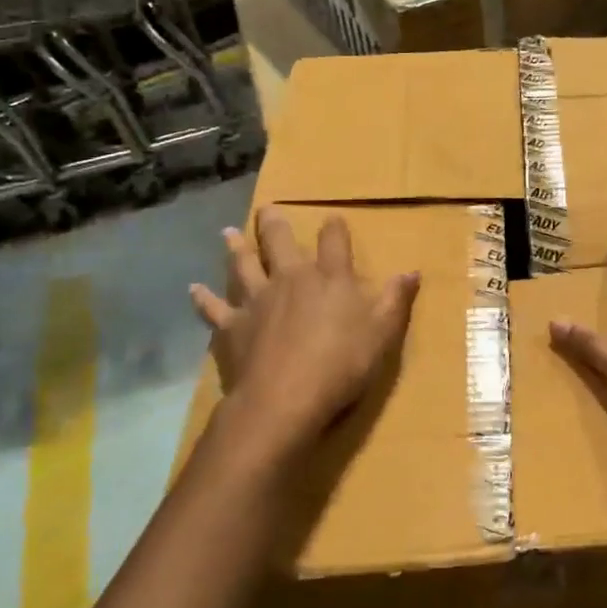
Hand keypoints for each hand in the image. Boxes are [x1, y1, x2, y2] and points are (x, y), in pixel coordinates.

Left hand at [190, 208, 419, 466]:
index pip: (334, 242)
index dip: (334, 228)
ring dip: (236, 248)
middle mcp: (290, 279)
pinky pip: (213, 308)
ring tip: (229, 232)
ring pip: (242, 265)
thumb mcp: (382, 333)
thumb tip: (413, 271)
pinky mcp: (231, 327)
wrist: (284, 399)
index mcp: (329, 278)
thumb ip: (396, 300)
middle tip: (267, 208)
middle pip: (279, 242)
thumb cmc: (342, 364)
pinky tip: (193, 289)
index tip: (332, 218)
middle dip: (274, 224)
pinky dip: (203, 298)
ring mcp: (256, 300)